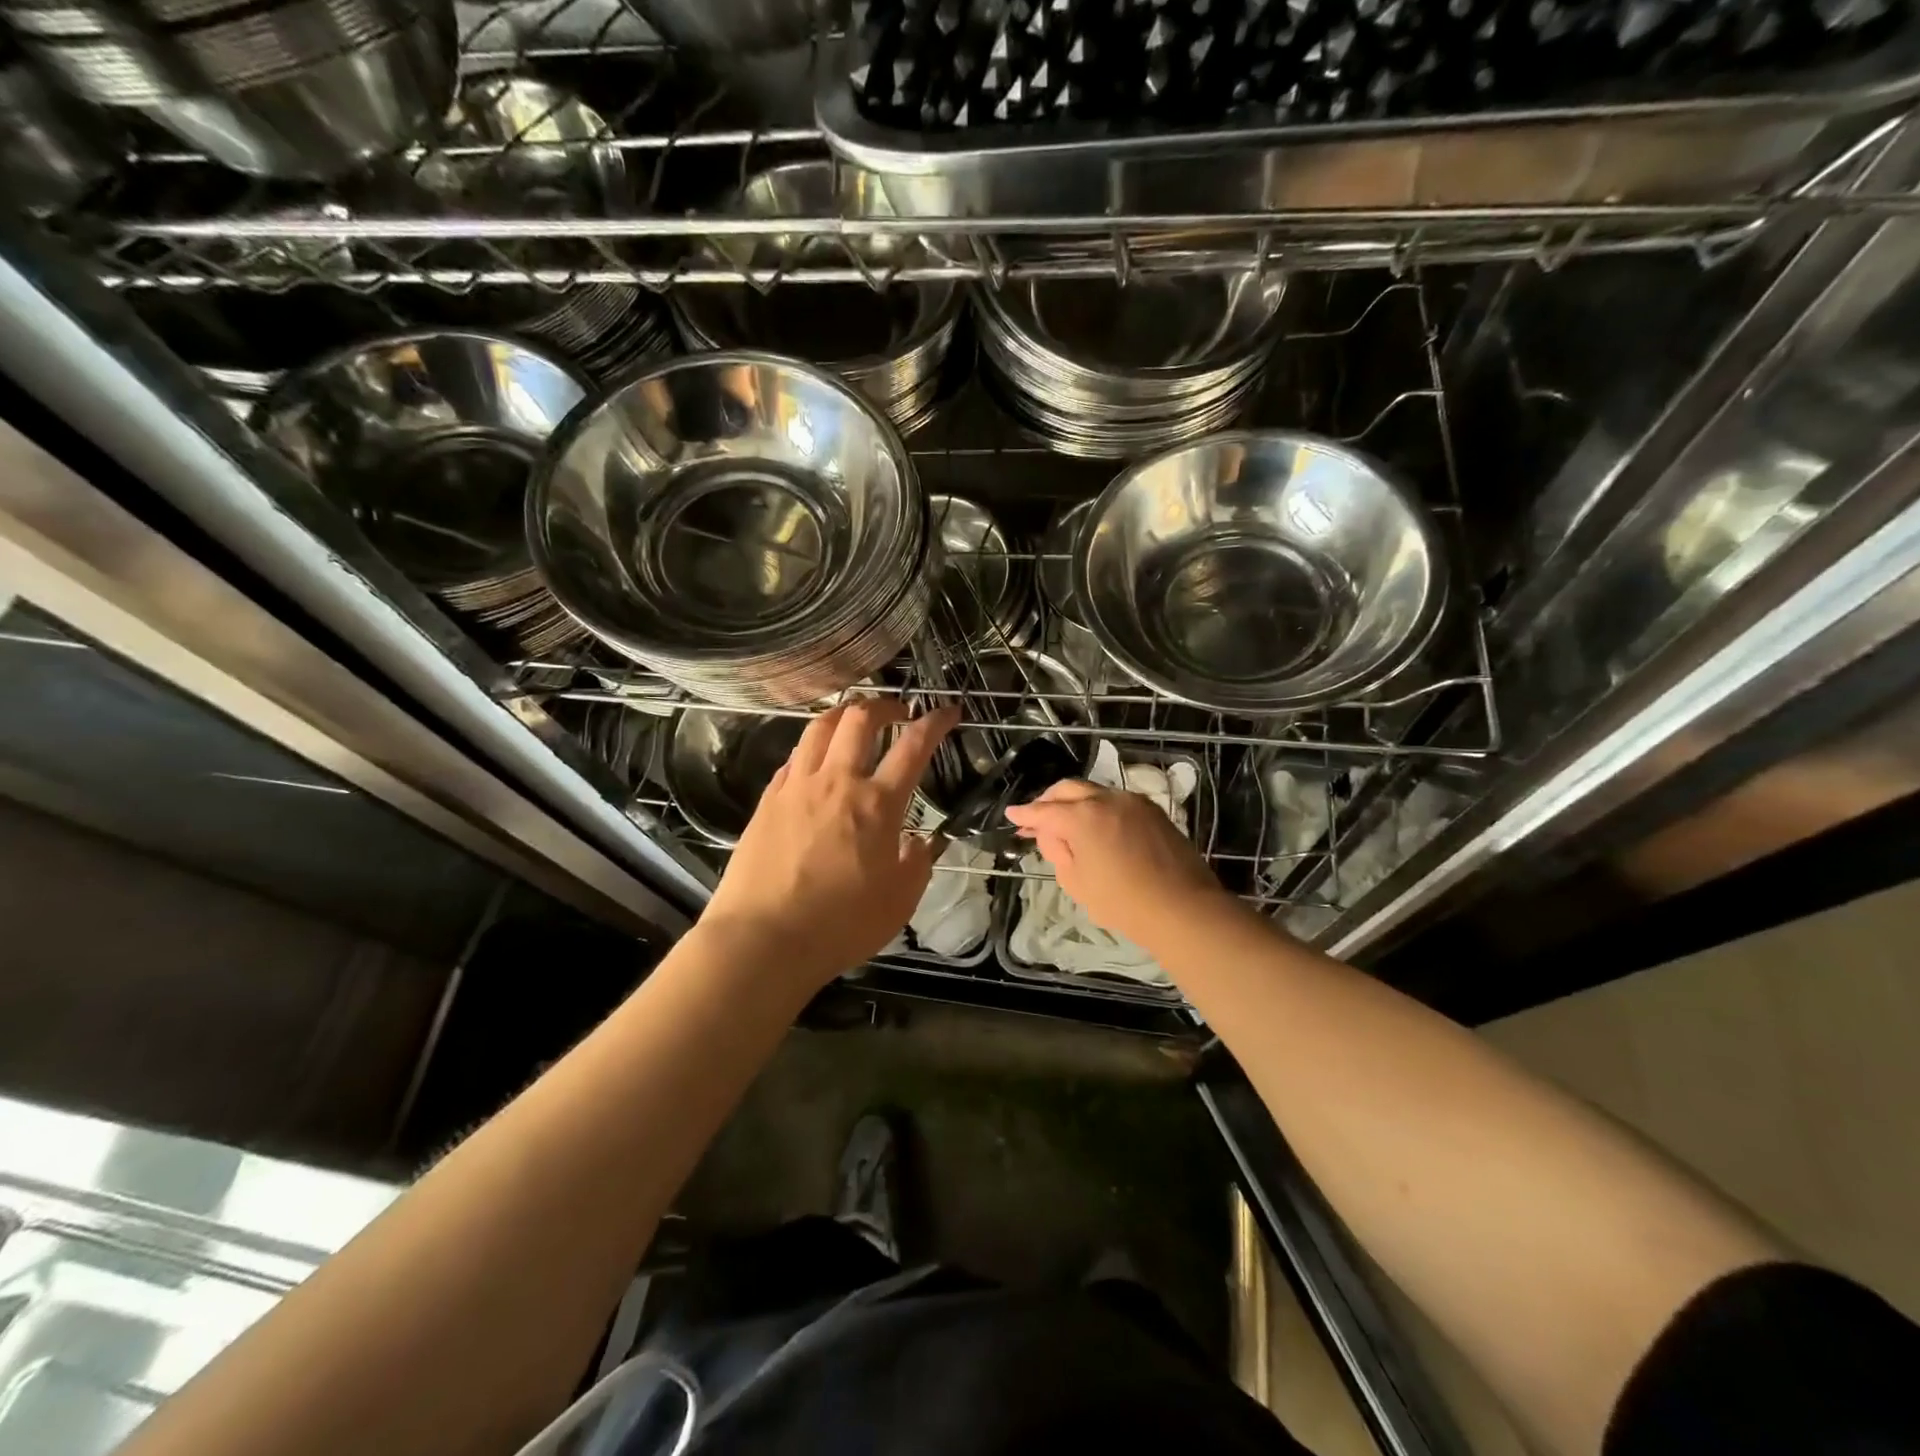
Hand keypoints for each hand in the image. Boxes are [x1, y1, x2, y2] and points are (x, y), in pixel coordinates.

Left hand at [701, 699, 960, 989]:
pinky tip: (815, 760)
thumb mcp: (899, 902)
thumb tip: (920, 842)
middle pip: (860, 719)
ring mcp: (797, 787)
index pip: (914, 746)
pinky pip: (794, 758)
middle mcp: (837, 782)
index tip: (948, 711)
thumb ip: (917, 864)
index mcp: (877, 804)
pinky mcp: (768, 801)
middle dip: (884, 705)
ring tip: (854, 719)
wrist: (763, 939)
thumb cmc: (840, 925)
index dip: (935, 722)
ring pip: (820, 728)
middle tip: (897, 711)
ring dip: (843, 714)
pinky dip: (812, 747)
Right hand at [1004, 779, 1233, 952]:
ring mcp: (1133, 801)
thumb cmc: (1123, 902)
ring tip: (1065, 822)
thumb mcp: (1076, 882)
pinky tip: (1095, 825)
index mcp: (1082, 816)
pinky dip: (1098, 808)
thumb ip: (1058, 851)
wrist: (1183, 907)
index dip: (1025, 814)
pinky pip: (1115, 801)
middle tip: (1036, 818)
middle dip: (1048, 801)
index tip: (1012, 814)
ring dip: (1075, 803)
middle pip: (1068, 790)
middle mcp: (1106, 799)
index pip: (1044, 811)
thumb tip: (1055, 834)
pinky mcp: (1153, 810)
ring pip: (1094, 792)